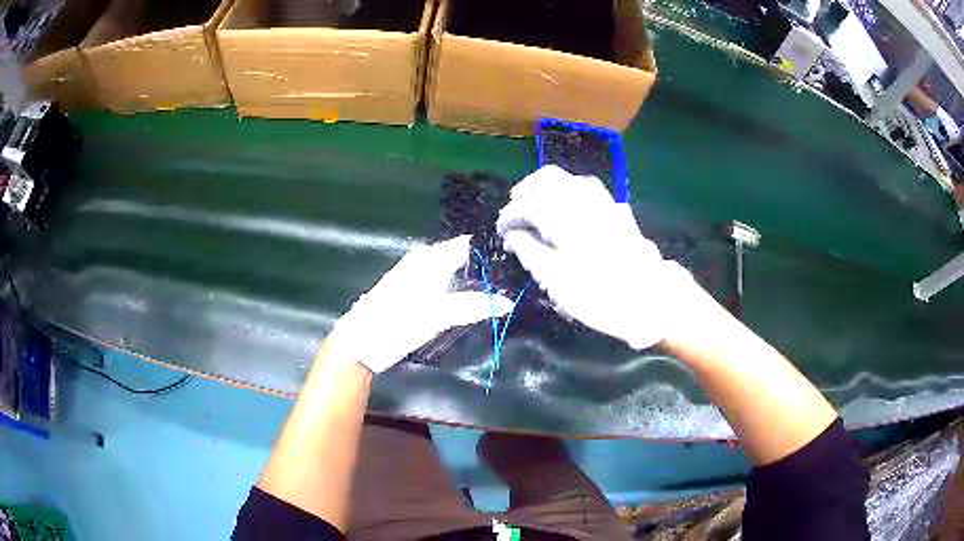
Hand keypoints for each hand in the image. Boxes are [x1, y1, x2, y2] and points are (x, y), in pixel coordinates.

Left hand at [329, 235, 511, 372]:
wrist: (361, 342)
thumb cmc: (396, 323)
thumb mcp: (437, 315)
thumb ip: (473, 306)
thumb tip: (507, 302)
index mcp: (431, 256)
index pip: (470, 244)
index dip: (493, 252)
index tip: (519, 263)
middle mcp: (427, 259)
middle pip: (465, 258)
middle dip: (488, 269)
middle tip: (514, 283)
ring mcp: (420, 275)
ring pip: (457, 271)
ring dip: (476, 282)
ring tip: (503, 292)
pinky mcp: (417, 291)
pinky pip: (447, 283)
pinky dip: (462, 290)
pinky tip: (476, 302)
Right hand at [496, 165, 693, 349]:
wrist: (650, 298)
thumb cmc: (598, 293)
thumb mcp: (555, 279)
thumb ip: (530, 251)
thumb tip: (513, 235)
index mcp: (562, 214)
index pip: (526, 203)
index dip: (510, 216)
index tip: (502, 233)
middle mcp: (582, 199)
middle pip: (548, 178)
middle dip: (527, 191)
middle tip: (517, 212)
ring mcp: (604, 203)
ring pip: (570, 181)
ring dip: (550, 190)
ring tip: (540, 210)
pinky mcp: (618, 213)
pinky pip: (589, 191)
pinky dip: (572, 196)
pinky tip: (571, 213)